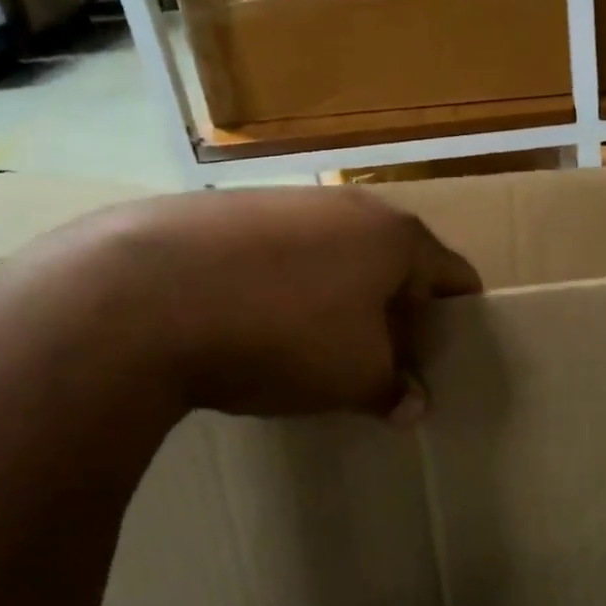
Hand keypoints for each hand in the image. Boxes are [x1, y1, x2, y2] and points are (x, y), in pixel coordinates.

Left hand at [40, 187, 482, 422]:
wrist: (146, 293)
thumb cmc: (283, 332)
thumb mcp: (352, 376)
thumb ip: (392, 388)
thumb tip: (412, 404)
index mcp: (395, 238)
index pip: (454, 275)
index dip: (458, 317)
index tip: (449, 356)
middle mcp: (350, 207)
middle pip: (394, 261)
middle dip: (396, 309)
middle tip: (385, 358)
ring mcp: (287, 201)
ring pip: (335, 253)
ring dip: (339, 296)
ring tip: (316, 344)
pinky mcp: (231, 210)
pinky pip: (282, 252)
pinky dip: (287, 284)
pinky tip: (256, 320)